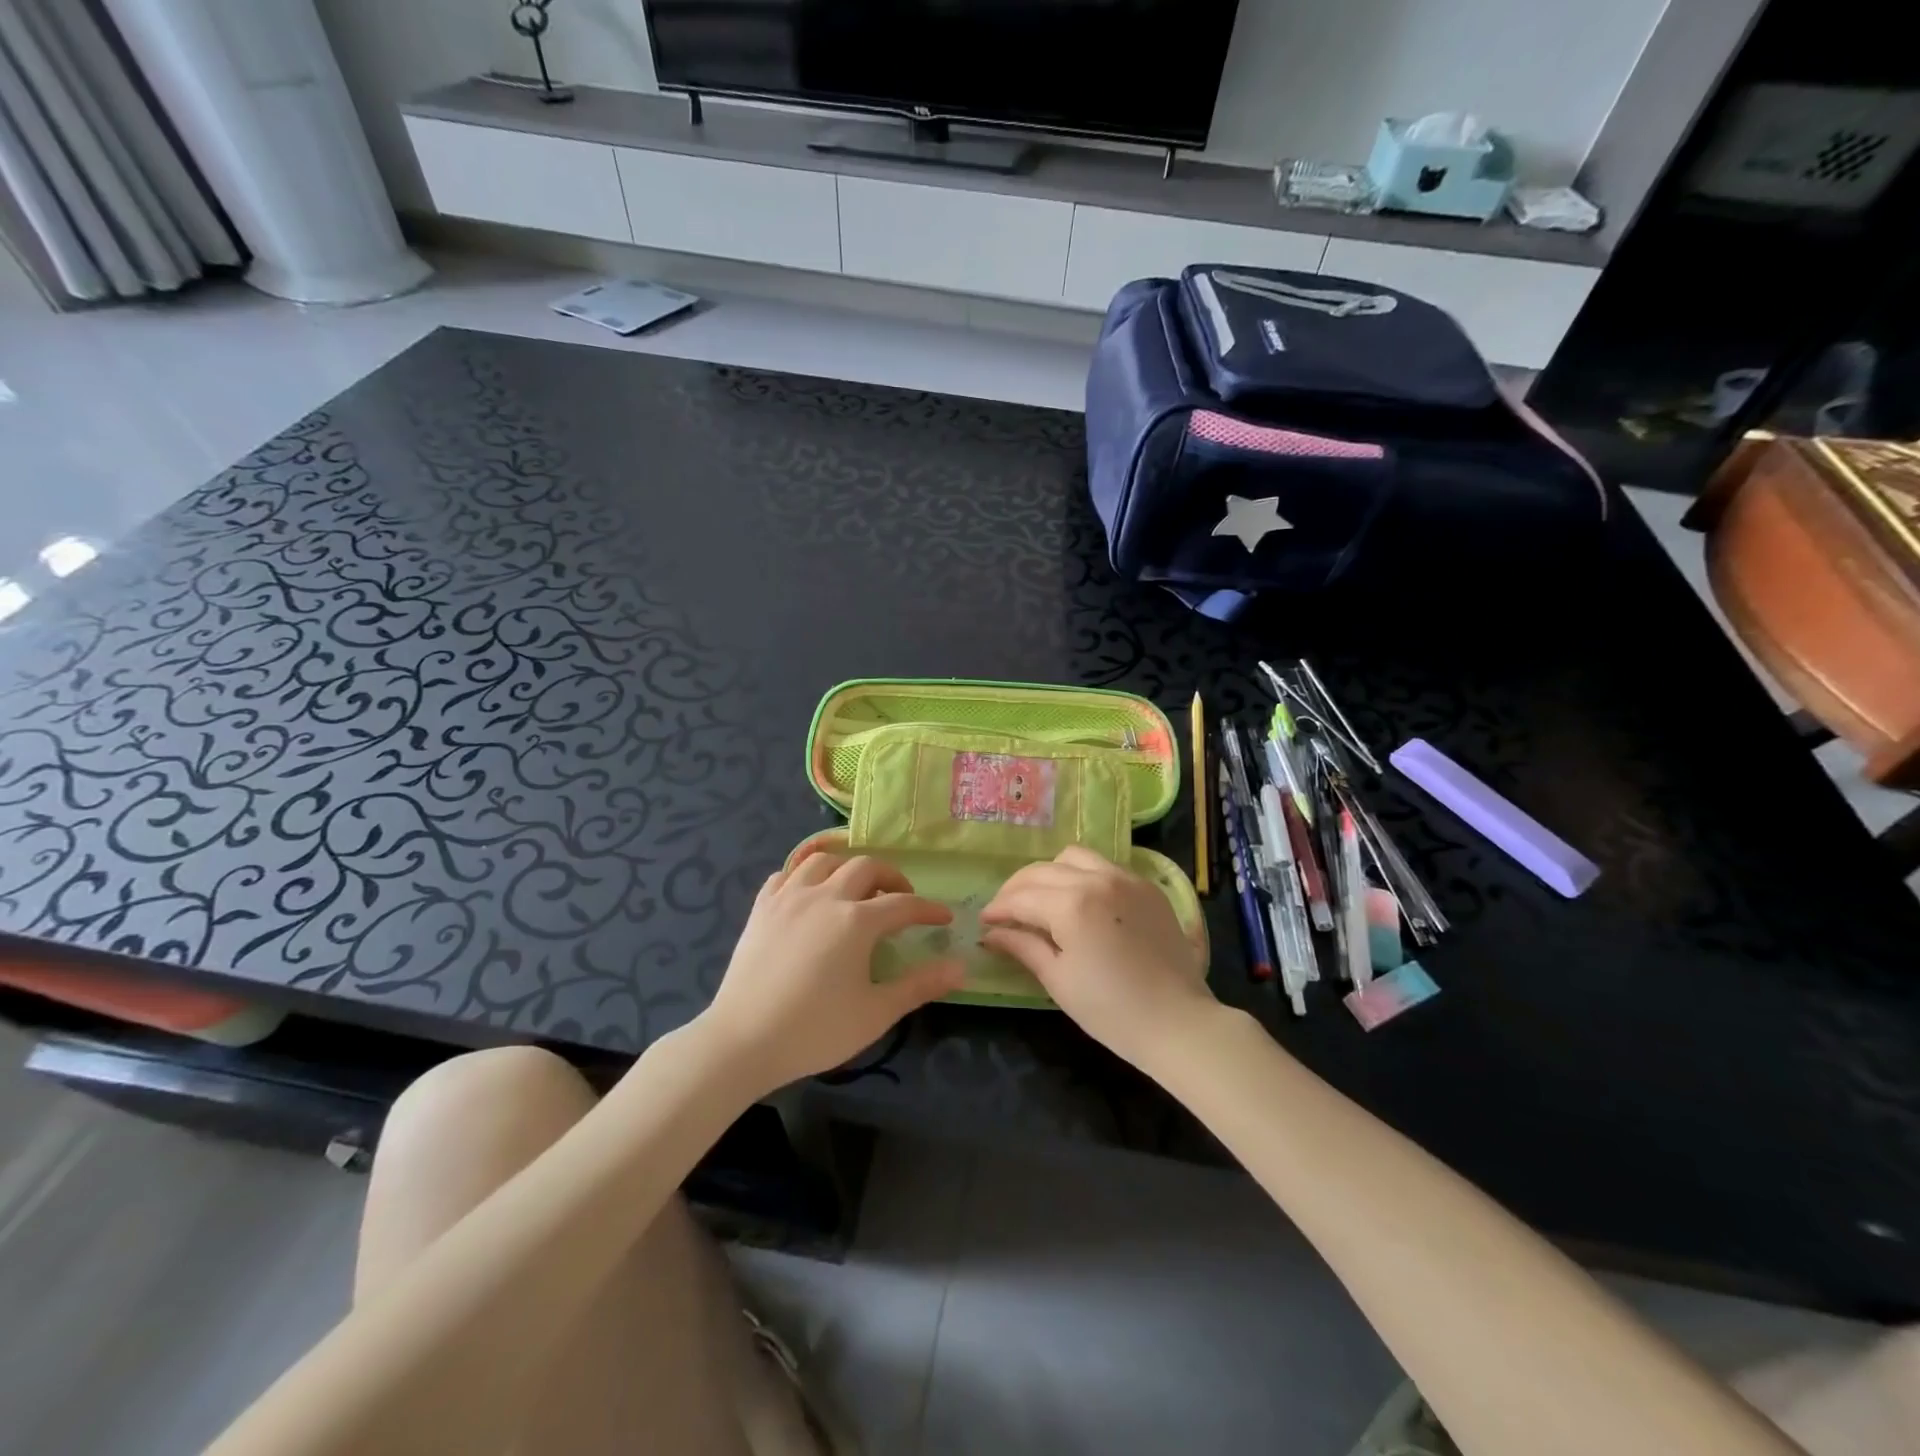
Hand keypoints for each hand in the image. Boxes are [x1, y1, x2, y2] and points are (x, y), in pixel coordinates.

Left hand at [698, 851, 964, 1094]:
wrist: (742, 1041)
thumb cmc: (815, 1030)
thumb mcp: (876, 1012)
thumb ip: (920, 985)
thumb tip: (961, 967)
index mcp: (857, 920)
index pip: (904, 904)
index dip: (928, 909)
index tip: (945, 917)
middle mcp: (825, 896)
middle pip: (865, 867)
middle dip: (891, 877)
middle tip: (901, 898)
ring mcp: (788, 898)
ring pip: (823, 861)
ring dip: (846, 868)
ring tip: (855, 889)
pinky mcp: (761, 909)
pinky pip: (786, 875)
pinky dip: (804, 876)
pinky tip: (809, 894)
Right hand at [980, 846, 1216, 1070]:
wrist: (1178, 1022)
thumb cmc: (1111, 1010)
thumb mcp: (1058, 980)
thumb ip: (1022, 946)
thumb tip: (991, 933)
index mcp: (1071, 904)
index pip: (1021, 898)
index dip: (998, 909)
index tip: (985, 921)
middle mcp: (1097, 879)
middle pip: (1043, 871)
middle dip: (1017, 888)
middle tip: (1006, 911)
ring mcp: (1126, 878)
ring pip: (1074, 857)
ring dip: (1051, 873)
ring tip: (1043, 898)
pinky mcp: (1147, 886)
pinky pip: (1105, 866)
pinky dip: (1083, 875)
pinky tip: (1080, 900)